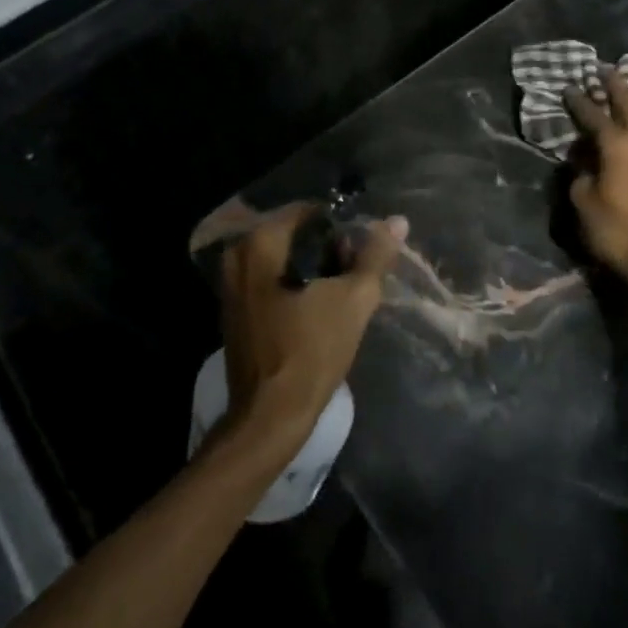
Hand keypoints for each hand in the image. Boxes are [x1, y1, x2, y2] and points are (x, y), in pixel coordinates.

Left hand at [219, 204, 406, 455]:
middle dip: (327, 248)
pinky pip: (270, 281)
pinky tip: (319, 305)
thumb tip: (396, 221)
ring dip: (313, 268)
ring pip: (281, 259)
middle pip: (292, 235)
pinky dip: (295, 285)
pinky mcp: (235, 310)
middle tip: (357, 269)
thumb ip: (375, 256)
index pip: (307, 212)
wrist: (270, 415)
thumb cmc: (311, 351)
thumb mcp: (354, 300)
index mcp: (259, 244)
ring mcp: (230, 285)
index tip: (364, 247)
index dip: (341, 226)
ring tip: (344, 288)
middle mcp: (237, 256)